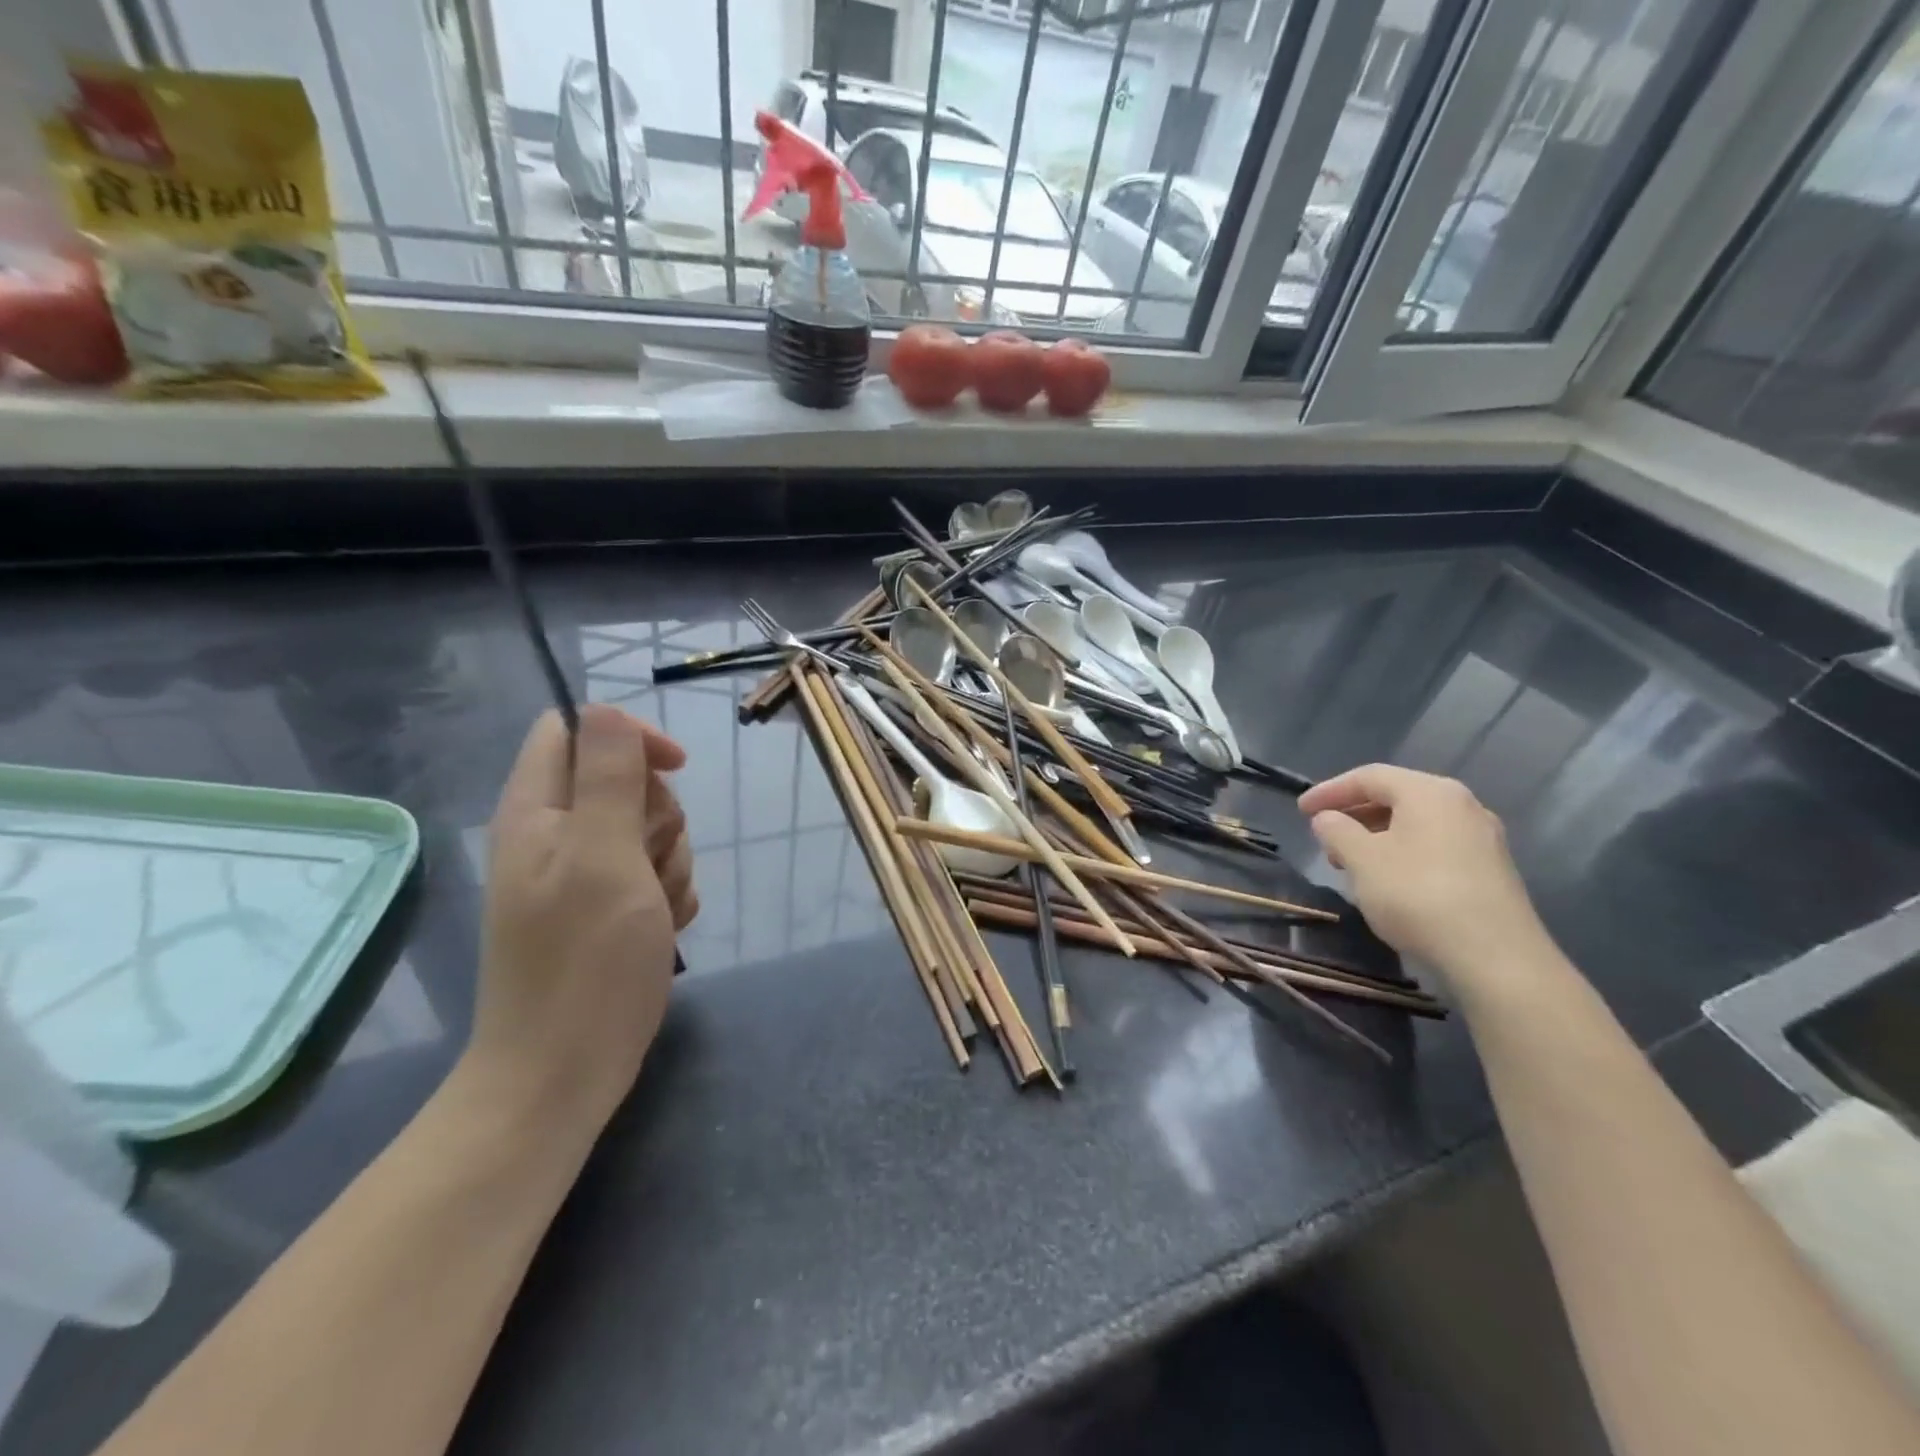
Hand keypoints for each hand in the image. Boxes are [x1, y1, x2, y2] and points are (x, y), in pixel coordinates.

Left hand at [464, 706, 696, 1134]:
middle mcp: (556, 835)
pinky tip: (662, 929)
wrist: (565, 1070)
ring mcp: (584, 876)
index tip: (672, 770)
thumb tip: (603, 709)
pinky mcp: (609, 910)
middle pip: (627, 782)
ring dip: (672, 861)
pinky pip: (656, 875)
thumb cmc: (584, 961)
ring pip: (651, 831)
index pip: (576, 730)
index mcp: (537, 811)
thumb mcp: (603, 855)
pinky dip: (669, 895)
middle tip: (648, 862)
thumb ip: (608, 776)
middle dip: (660, 816)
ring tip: (655, 909)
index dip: (628, 737)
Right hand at [1300, 765, 1552, 993]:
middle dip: (1354, 814)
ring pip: (1415, 824)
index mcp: (1430, 792)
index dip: (1330, 790)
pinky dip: (1402, 852)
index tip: (1300, 810)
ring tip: (1349, 862)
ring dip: (1375, 836)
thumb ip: (1337, 831)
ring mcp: (1482, 838)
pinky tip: (1386, 880)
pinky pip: (1434, 846)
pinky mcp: (1490, 870)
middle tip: (1323, 836)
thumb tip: (1327, 819)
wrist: (1496, 958)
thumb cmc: (1418, 896)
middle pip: (1396, 797)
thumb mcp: (1362, 860)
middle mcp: (1462, 805)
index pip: (1369, 777)